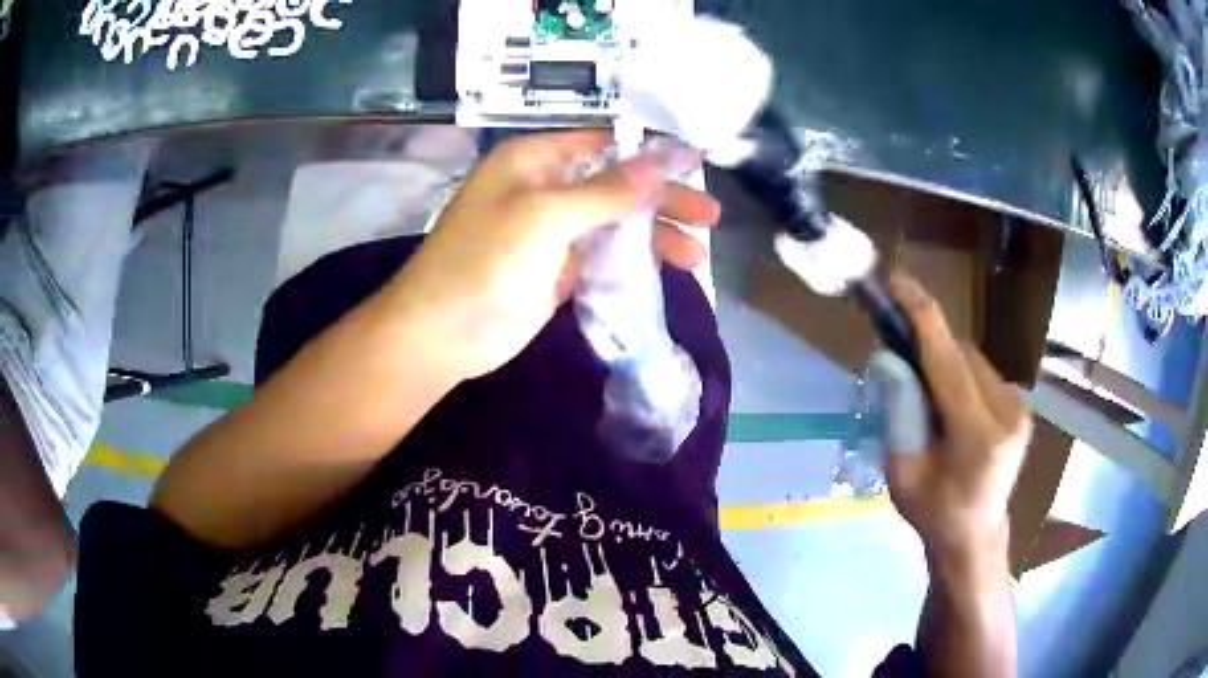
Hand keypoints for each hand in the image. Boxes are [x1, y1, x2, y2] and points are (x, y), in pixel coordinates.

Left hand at [382, 130, 719, 381]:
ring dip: (654, 238)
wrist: (442, 334)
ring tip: (696, 256)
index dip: (650, 153)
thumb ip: (606, 191)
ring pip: (613, 225)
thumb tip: (661, 162)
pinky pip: (602, 258)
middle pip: (615, 186)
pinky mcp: (555, 271)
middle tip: (709, 217)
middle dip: (662, 201)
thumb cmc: (484, 262)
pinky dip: (632, 264)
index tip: (696, 165)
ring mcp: (550, 233)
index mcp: (535, 161)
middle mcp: (544, 190)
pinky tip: (665, 272)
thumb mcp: (545, 216)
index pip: (603, 145)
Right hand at [881, 274, 1031, 566]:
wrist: (974, 536)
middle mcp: (1008, 413)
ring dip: (946, 363)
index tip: (897, 283)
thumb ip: (899, 412)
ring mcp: (1020, 408)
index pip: (948, 362)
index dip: (921, 317)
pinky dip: (961, 376)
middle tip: (902, 362)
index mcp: (978, 436)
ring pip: (973, 360)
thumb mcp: (902, 471)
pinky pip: (983, 373)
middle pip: (961, 354)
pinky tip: (951, 404)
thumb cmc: (933, 513)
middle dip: (930, 348)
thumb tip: (890, 357)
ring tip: (929, 396)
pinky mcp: (1022, 406)